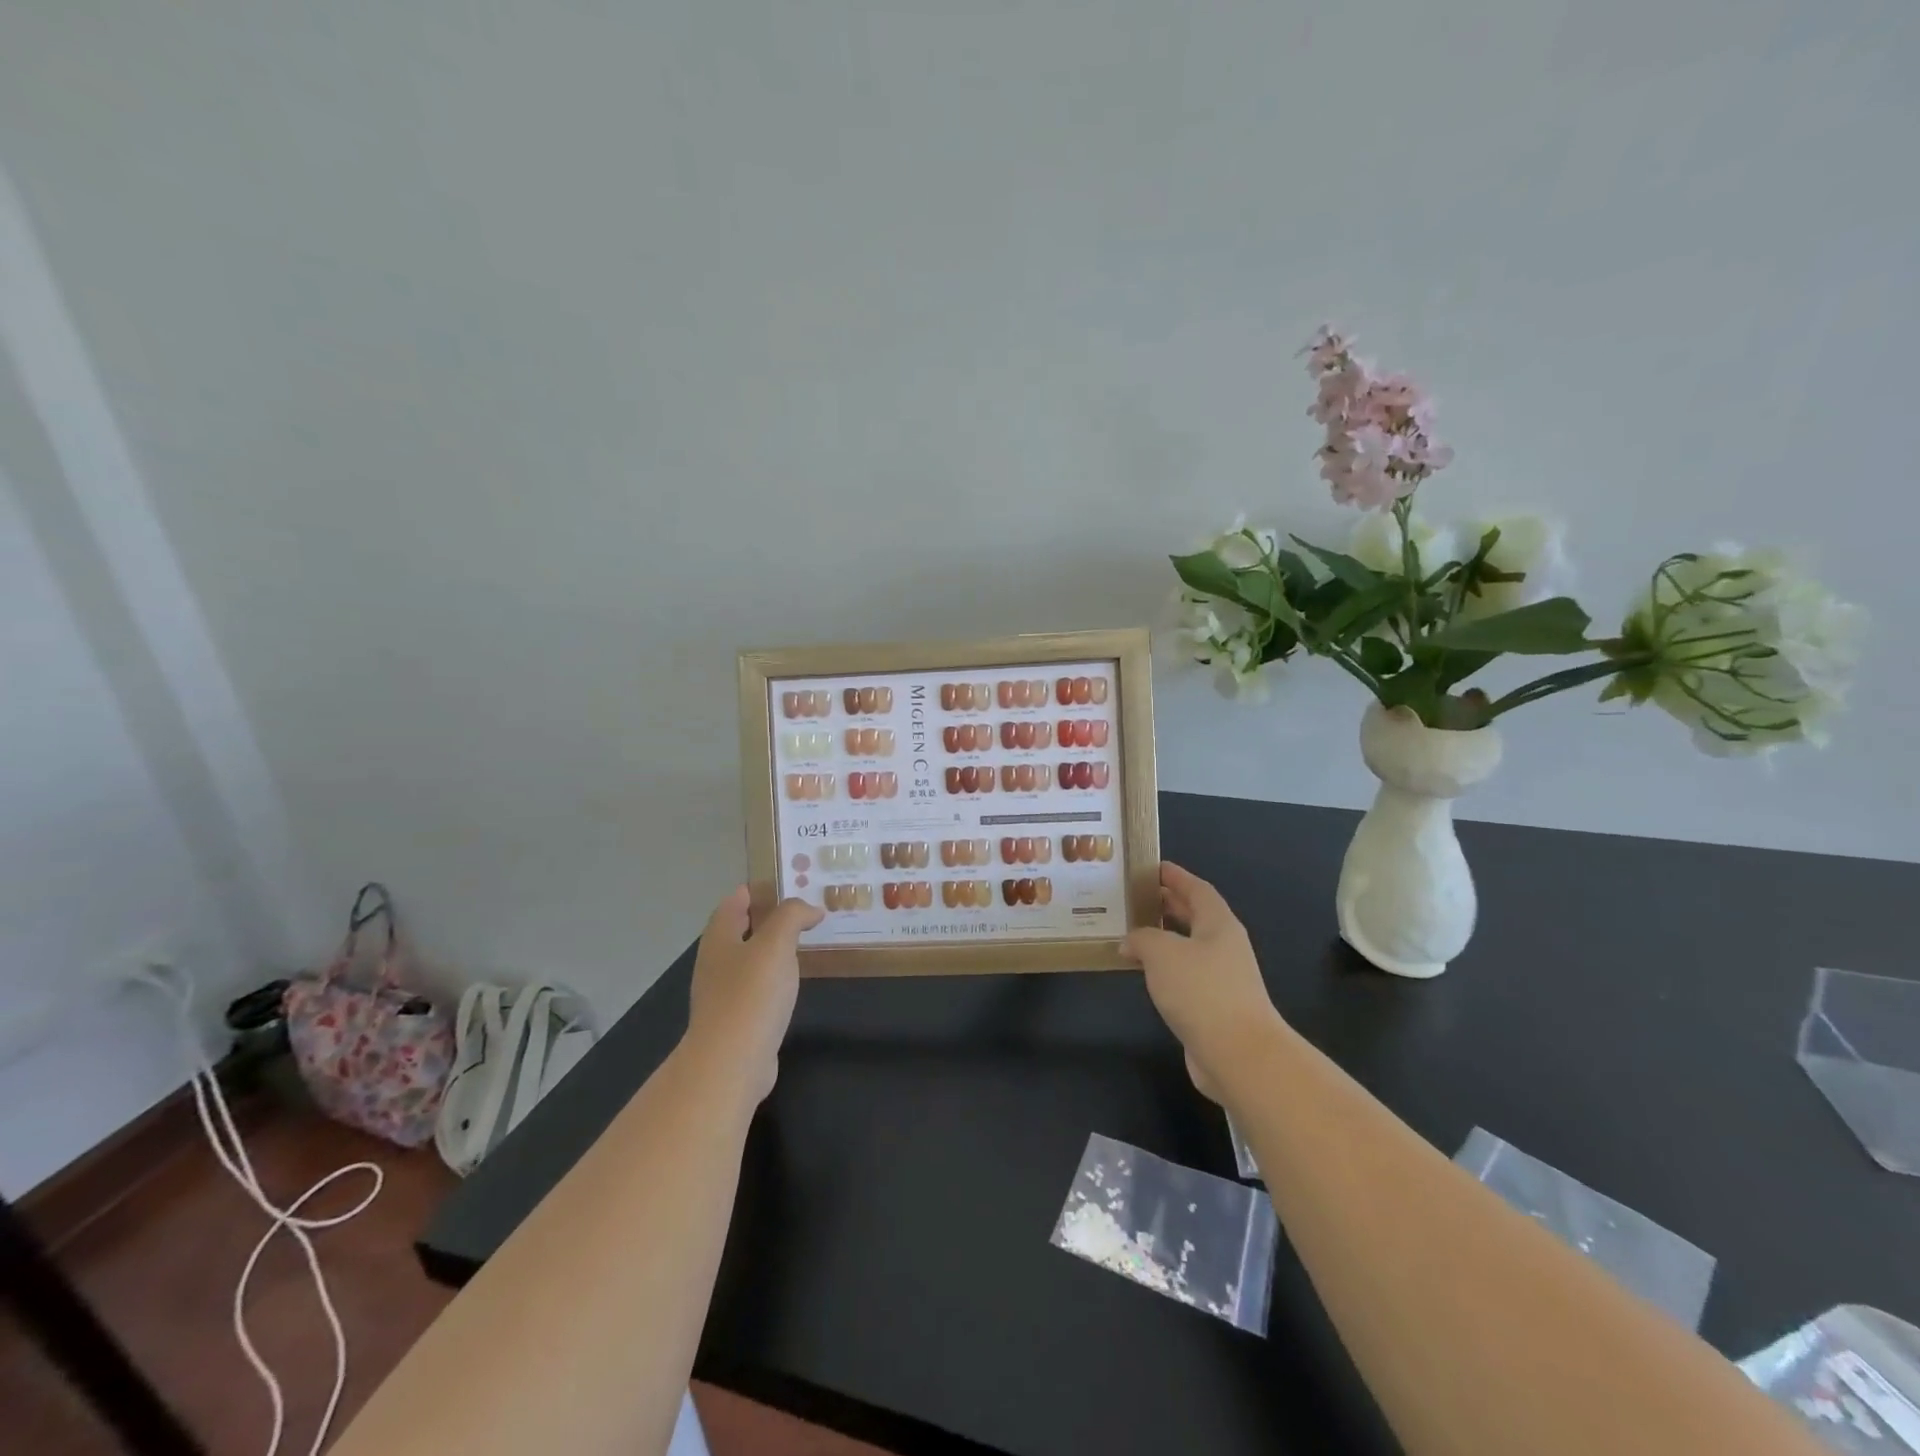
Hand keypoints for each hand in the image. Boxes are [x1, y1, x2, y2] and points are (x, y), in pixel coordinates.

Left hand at [687, 887, 822, 1101]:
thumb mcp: (776, 943)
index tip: (787, 882)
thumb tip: (811, 909)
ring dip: (773, 949)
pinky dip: (775, 978)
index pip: (734, 902)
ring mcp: (723, 994)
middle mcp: (716, 963)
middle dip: (769, 918)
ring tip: (804, 942)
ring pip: (750, 960)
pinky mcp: (736, 1021)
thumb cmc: (751, 995)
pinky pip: (757, 988)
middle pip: (740, 930)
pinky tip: (793, 983)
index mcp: (719, 938)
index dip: (757, 889)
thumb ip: (792, 916)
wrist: (731, 1064)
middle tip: (804, 910)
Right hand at [1123, 862, 1287, 1102]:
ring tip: (1133, 933)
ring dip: (1164, 939)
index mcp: (1219, 924)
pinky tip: (1144, 973)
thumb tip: (1129, 941)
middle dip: (1169, 905)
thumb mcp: (1162, 952)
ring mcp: (1223, 979)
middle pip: (1196, 917)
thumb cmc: (1202, 990)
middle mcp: (1224, 947)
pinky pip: (1185, 976)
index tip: (1153, 867)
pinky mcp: (1214, 1008)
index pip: (1197, 890)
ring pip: (1189, 948)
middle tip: (1137, 897)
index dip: (1176, 876)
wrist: (1239, 1055)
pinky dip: (1165, 969)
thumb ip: (1141, 938)